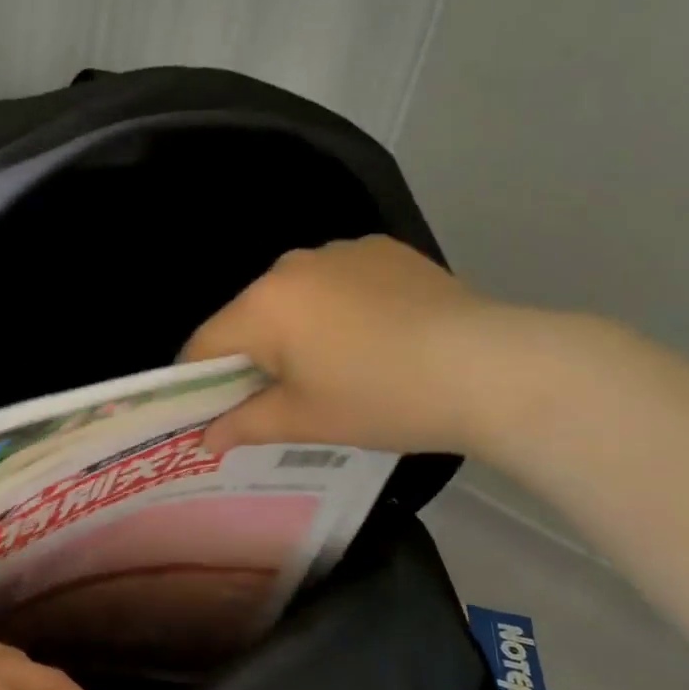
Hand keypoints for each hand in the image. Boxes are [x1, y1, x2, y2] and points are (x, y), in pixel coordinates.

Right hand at [182, 235, 549, 458]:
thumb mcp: (305, 420)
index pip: (204, 344)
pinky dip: (338, 309)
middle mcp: (292, 265)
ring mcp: (340, 251)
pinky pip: (337, 282)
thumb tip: (205, 439)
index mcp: (263, 305)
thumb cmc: (381, 399)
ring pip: (294, 298)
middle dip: (254, 357)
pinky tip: (375, 338)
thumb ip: (244, 425)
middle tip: (283, 400)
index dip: (200, 384)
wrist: (488, 368)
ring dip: (296, 330)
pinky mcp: (382, 249)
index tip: (215, 415)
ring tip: (338, 368)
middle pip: (249, 317)